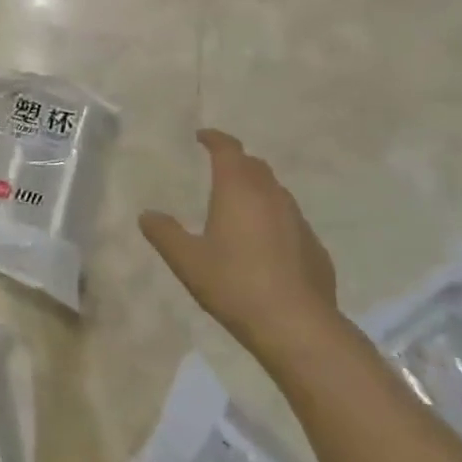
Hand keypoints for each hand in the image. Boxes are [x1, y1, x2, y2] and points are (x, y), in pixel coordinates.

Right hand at [141, 129, 339, 362]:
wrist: (296, 325)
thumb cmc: (235, 284)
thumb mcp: (188, 261)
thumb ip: (164, 234)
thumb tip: (146, 215)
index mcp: (238, 189)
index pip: (228, 149)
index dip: (214, 138)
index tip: (202, 137)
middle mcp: (271, 195)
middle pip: (254, 165)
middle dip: (236, 162)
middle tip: (220, 170)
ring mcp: (298, 220)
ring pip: (276, 191)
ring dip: (258, 190)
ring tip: (241, 207)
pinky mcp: (315, 246)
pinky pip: (291, 221)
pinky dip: (275, 220)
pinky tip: (267, 245)